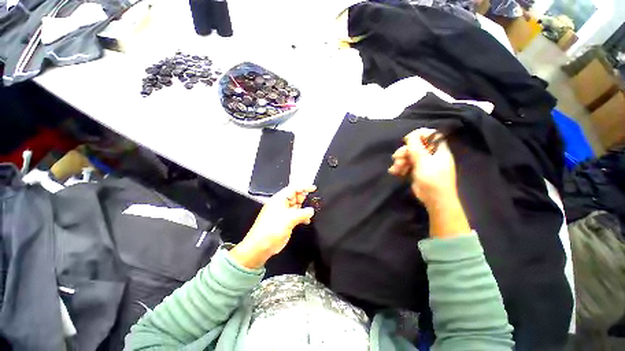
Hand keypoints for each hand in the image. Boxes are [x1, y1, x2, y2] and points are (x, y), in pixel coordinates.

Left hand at [229, 186, 315, 268]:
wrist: (261, 246)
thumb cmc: (272, 229)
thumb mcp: (289, 219)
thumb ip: (303, 213)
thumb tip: (311, 211)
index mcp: (279, 199)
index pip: (293, 189)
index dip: (303, 187)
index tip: (313, 188)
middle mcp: (281, 204)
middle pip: (295, 197)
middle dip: (304, 198)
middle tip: (313, 202)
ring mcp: (283, 213)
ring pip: (296, 207)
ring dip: (304, 209)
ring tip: (311, 212)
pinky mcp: (285, 222)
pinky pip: (296, 216)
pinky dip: (302, 217)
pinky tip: (307, 221)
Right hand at [388, 128, 457, 207]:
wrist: (434, 200)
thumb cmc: (432, 179)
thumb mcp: (423, 162)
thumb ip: (416, 148)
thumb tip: (411, 136)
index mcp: (438, 150)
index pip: (432, 135)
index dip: (420, 134)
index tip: (408, 139)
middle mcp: (431, 155)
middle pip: (416, 146)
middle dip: (404, 151)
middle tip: (397, 157)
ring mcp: (423, 163)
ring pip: (409, 156)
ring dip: (400, 161)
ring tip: (395, 168)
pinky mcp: (416, 171)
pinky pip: (407, 164)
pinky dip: (400, 167)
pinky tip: (395, 172)